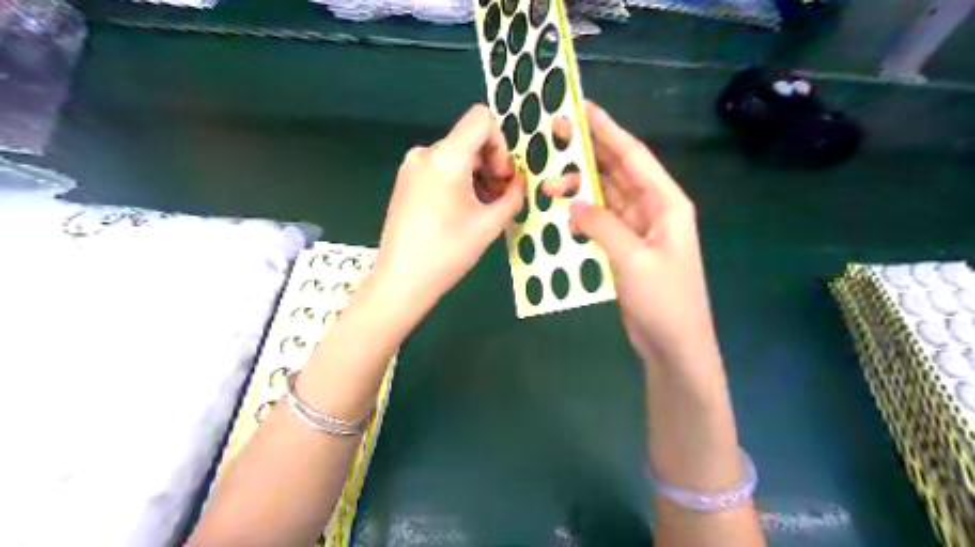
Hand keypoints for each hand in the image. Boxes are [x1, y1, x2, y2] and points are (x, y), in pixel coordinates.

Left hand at [372, 105, 526, 313]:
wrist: (401, 280)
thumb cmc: (448, 252)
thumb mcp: (490, 224)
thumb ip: (512, 195)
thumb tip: (518, 180)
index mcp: (446, 157)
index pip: (481, 119)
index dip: (501, 143)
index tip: (501, 177)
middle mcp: (425, 153)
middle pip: (469, 140)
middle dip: (491, 164)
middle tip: (499, 198)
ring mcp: (411, 167)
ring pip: (456, 156)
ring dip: (476, 175)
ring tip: (482, 209)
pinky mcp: (405, 181)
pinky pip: (440, 169)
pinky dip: (458, 181)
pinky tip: (462, 211)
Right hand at [545, 103, 718, 366]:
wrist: (674, 344)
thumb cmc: (664, 301)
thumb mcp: (634, 260)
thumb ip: (603, 226)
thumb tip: (573, 204)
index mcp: (666, 203)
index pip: (633, 156)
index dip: (607, 130)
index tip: (581, 109)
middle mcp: (653, 209)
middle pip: (617, 171)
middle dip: (588, 151)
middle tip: (554, 136)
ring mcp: (638, 229)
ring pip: (605, 196)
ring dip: (579, 188)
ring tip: (547, 185)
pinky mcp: (625, 247)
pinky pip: (600, 221)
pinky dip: (581, 215)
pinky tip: (561, 211)